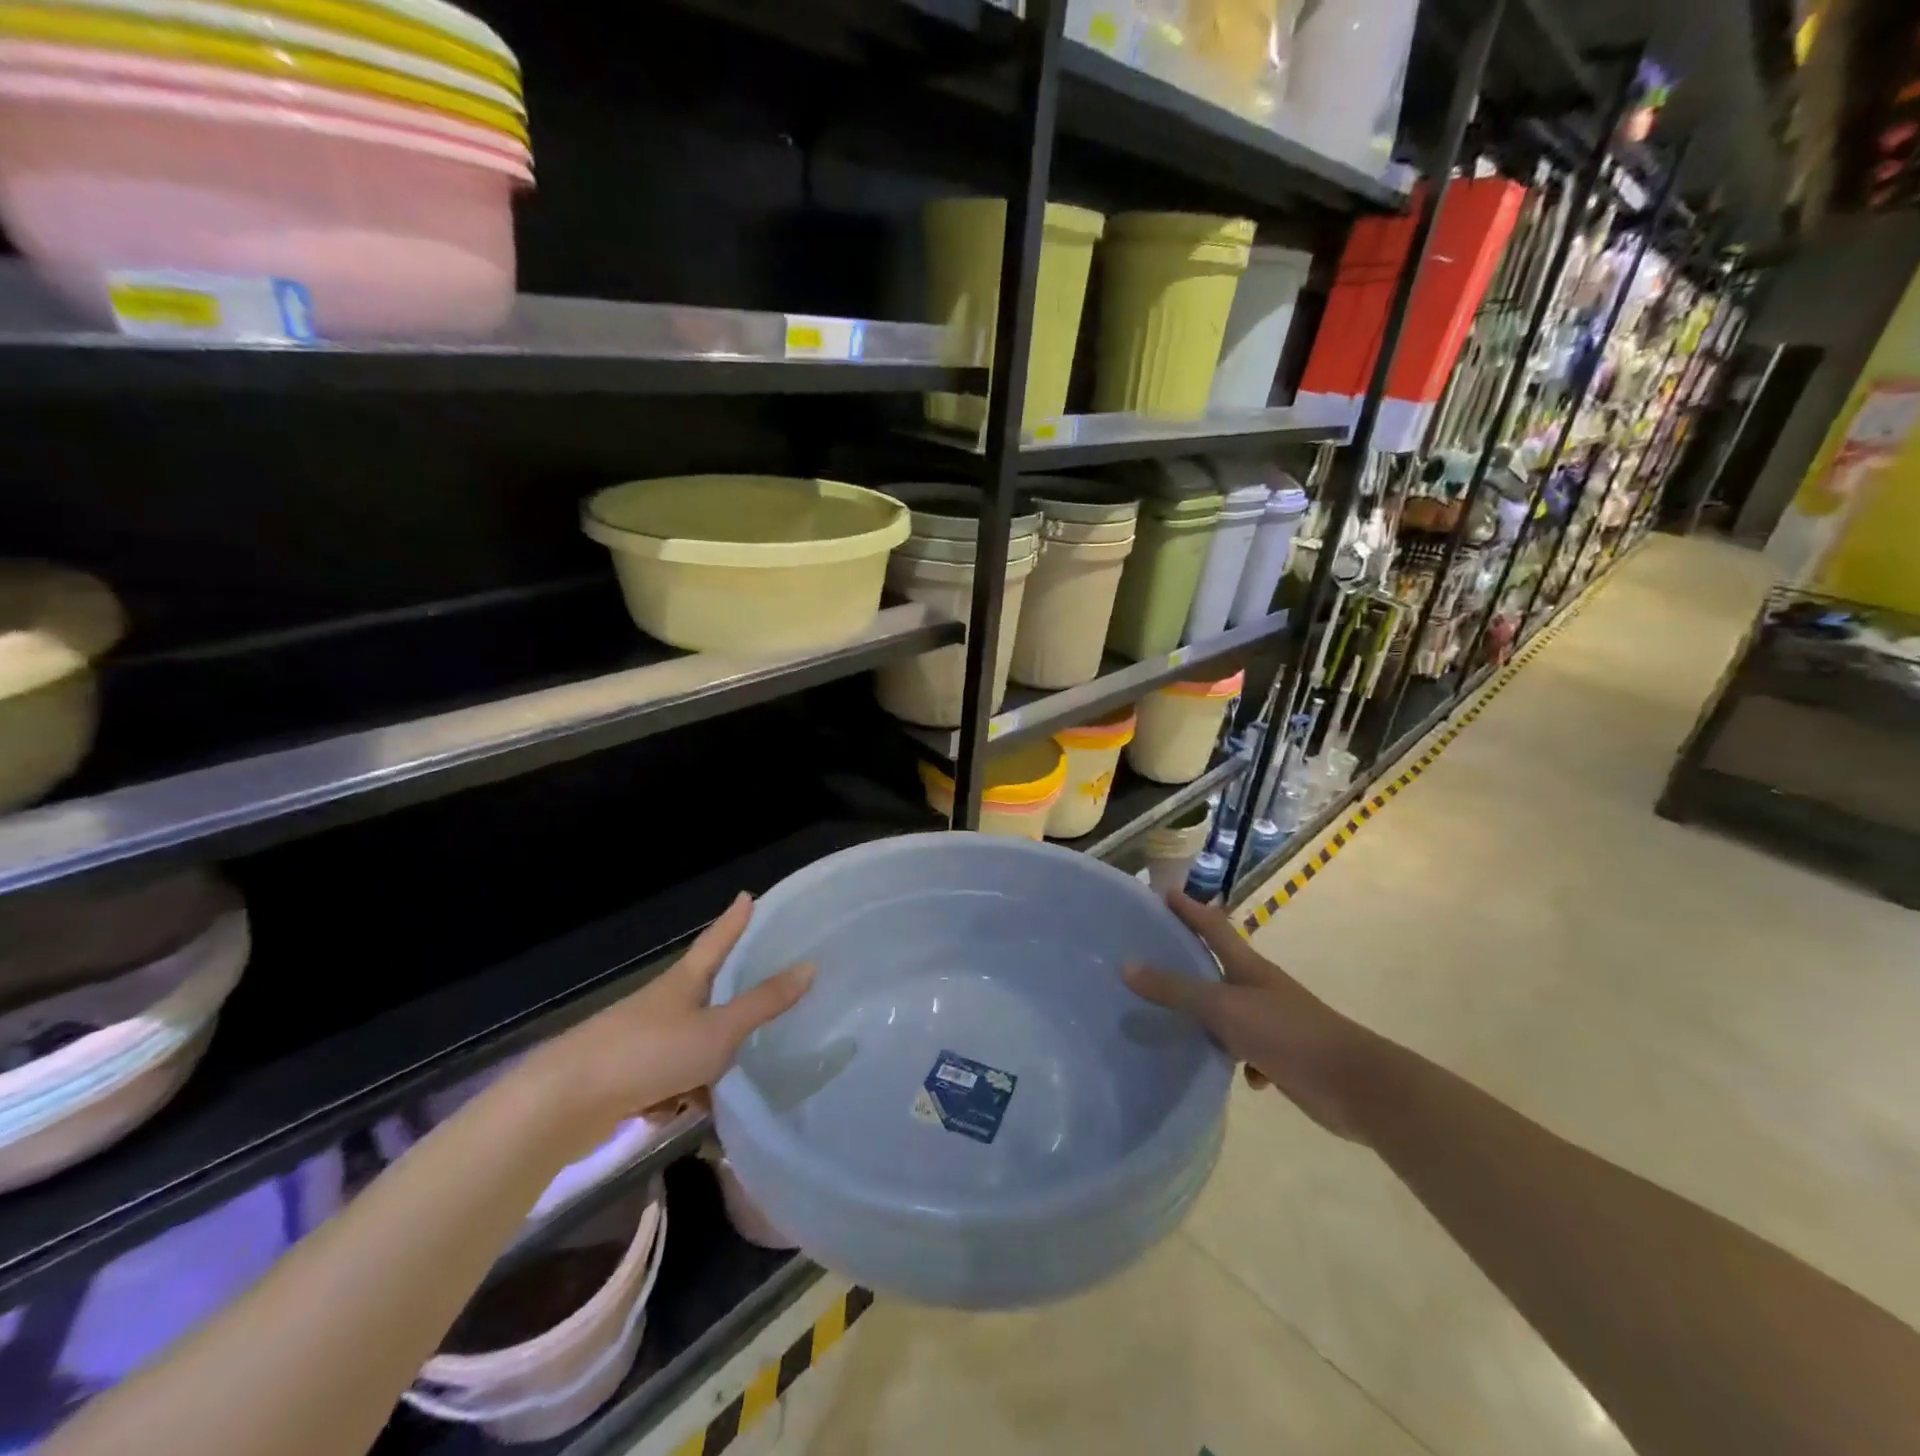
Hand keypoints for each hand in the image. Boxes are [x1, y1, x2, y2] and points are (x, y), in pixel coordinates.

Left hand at [520, 893, 812, 1152]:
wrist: (565, 1104)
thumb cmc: (650, 1052)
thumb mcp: (718, 1030)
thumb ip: (764, 1004)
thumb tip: (810, 965)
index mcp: (685, 982)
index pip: (717, 940)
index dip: (735, 920)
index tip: (747, 895)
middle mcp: (663, 1004)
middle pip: (704, 992)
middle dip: (728, 998)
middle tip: (762, 994)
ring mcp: (641, 1041)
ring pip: (689, 1044)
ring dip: (708, 1061)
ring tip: (737, 1081)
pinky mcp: (627, 1078)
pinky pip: (668, 1079)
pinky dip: (681, 1094)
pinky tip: (689, 1114)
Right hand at [1123, 891, 1381, 1141]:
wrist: (1355, 1086)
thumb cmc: (1288, 1034)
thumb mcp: (1224, 1009)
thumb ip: (1176, 990)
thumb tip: (1125, 965)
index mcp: (1248, 967)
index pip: (1212, 927)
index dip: (1188, 908)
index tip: (1162, 891)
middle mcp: (1259, 988)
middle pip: (1218, 966)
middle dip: (1189, 960)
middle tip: (1150, 955)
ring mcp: (1273, 1022)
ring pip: (1230, 1012)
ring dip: (1207, 1015)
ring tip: (1171, 1020)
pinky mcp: (1282, 1055)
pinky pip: (1247, 1050)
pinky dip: (1235, 1057)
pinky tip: (1227, 1071)